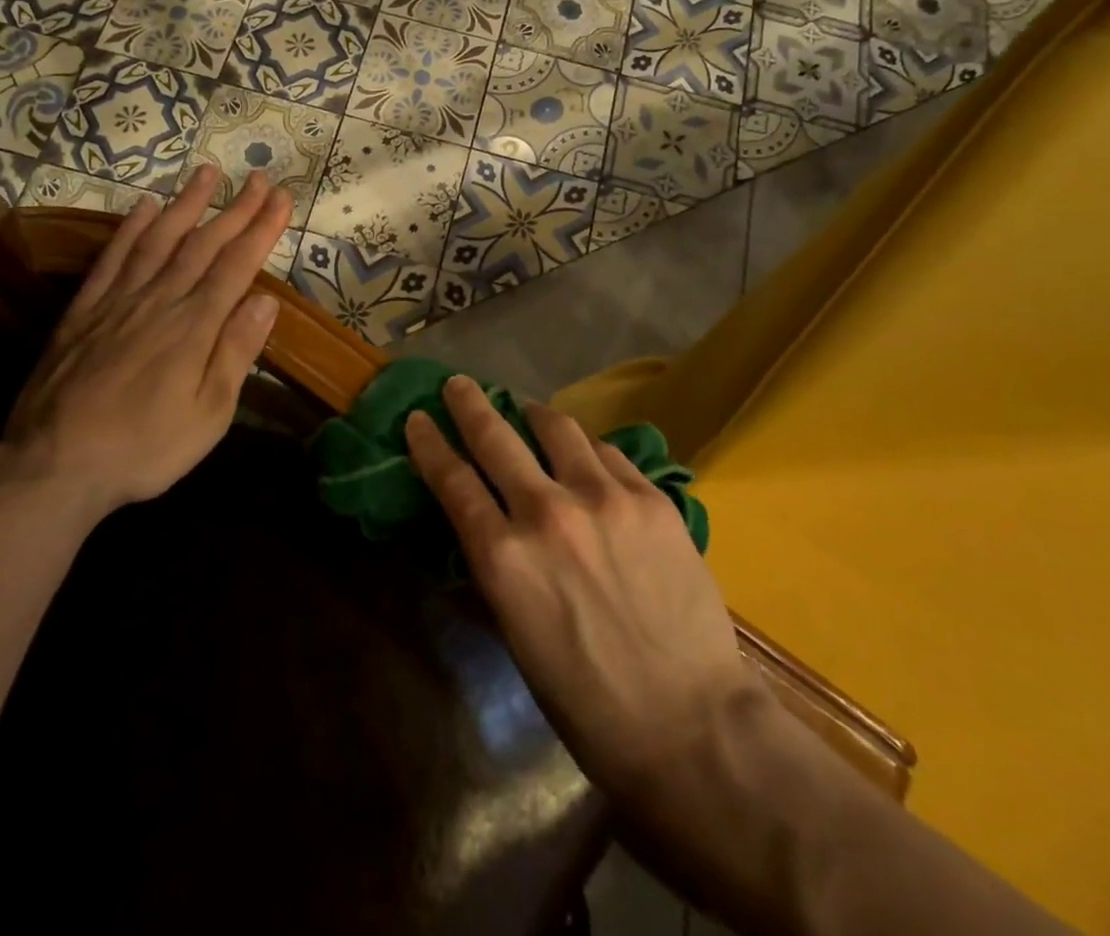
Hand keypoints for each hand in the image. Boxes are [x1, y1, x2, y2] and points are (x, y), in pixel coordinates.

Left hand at [4, 165, 291, 513]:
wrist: (54, 465)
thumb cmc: (144, 448)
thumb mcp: (208, 415)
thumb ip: (235, 353)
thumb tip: (266, 300)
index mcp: (194, 327)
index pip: (237, 266)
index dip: (262, 229)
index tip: (282, 198)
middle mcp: (159, 301)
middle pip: (203, 245)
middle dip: (236, 209)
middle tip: (259, 178)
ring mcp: (118, 301)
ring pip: (158, 240)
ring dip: (186, 204)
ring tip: (208, 173)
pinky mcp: (83, 311)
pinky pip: (112, 258)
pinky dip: (130, 229)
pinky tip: (143, 207)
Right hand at [405, 377, 766, 796]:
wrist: (692, 724)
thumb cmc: (588, 701)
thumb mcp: (517, 634)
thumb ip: (499, 567)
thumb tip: (487, 524)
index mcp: (505, 558)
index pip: (453, 481)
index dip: (430, 444)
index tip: (418, 418)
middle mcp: (547, 513)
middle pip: (496, 437)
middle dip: (469, 404)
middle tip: (459, 385)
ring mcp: (604, 498)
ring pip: (557, 427)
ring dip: (533, 414)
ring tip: (528, 411)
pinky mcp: (650, 498)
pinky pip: (607, 452)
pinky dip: (587, 448)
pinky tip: (587, 456)